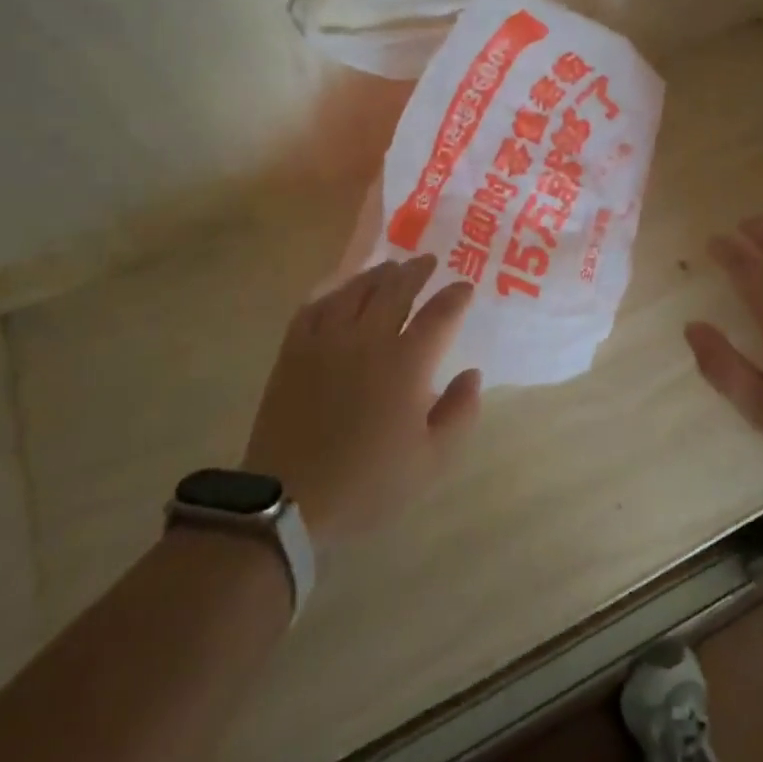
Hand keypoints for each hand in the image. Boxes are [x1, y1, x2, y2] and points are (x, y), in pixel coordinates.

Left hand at [243, 255, 481, 546]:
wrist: (289, 500)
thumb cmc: (368, 483)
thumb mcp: (431, 461)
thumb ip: (460, 413)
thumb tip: (473, 374)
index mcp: (406, 364)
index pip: (439, 314)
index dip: (456, 296)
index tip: (465, 287)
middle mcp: (368, 339)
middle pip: (397, 289)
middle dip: (417, 271)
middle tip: (429, 261)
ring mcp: (327, 340)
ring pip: (357, 290)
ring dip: (379, 274)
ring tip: (391, 267)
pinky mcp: (295, 350)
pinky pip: (316, 305)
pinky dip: (335, 290)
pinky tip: (342, 289)